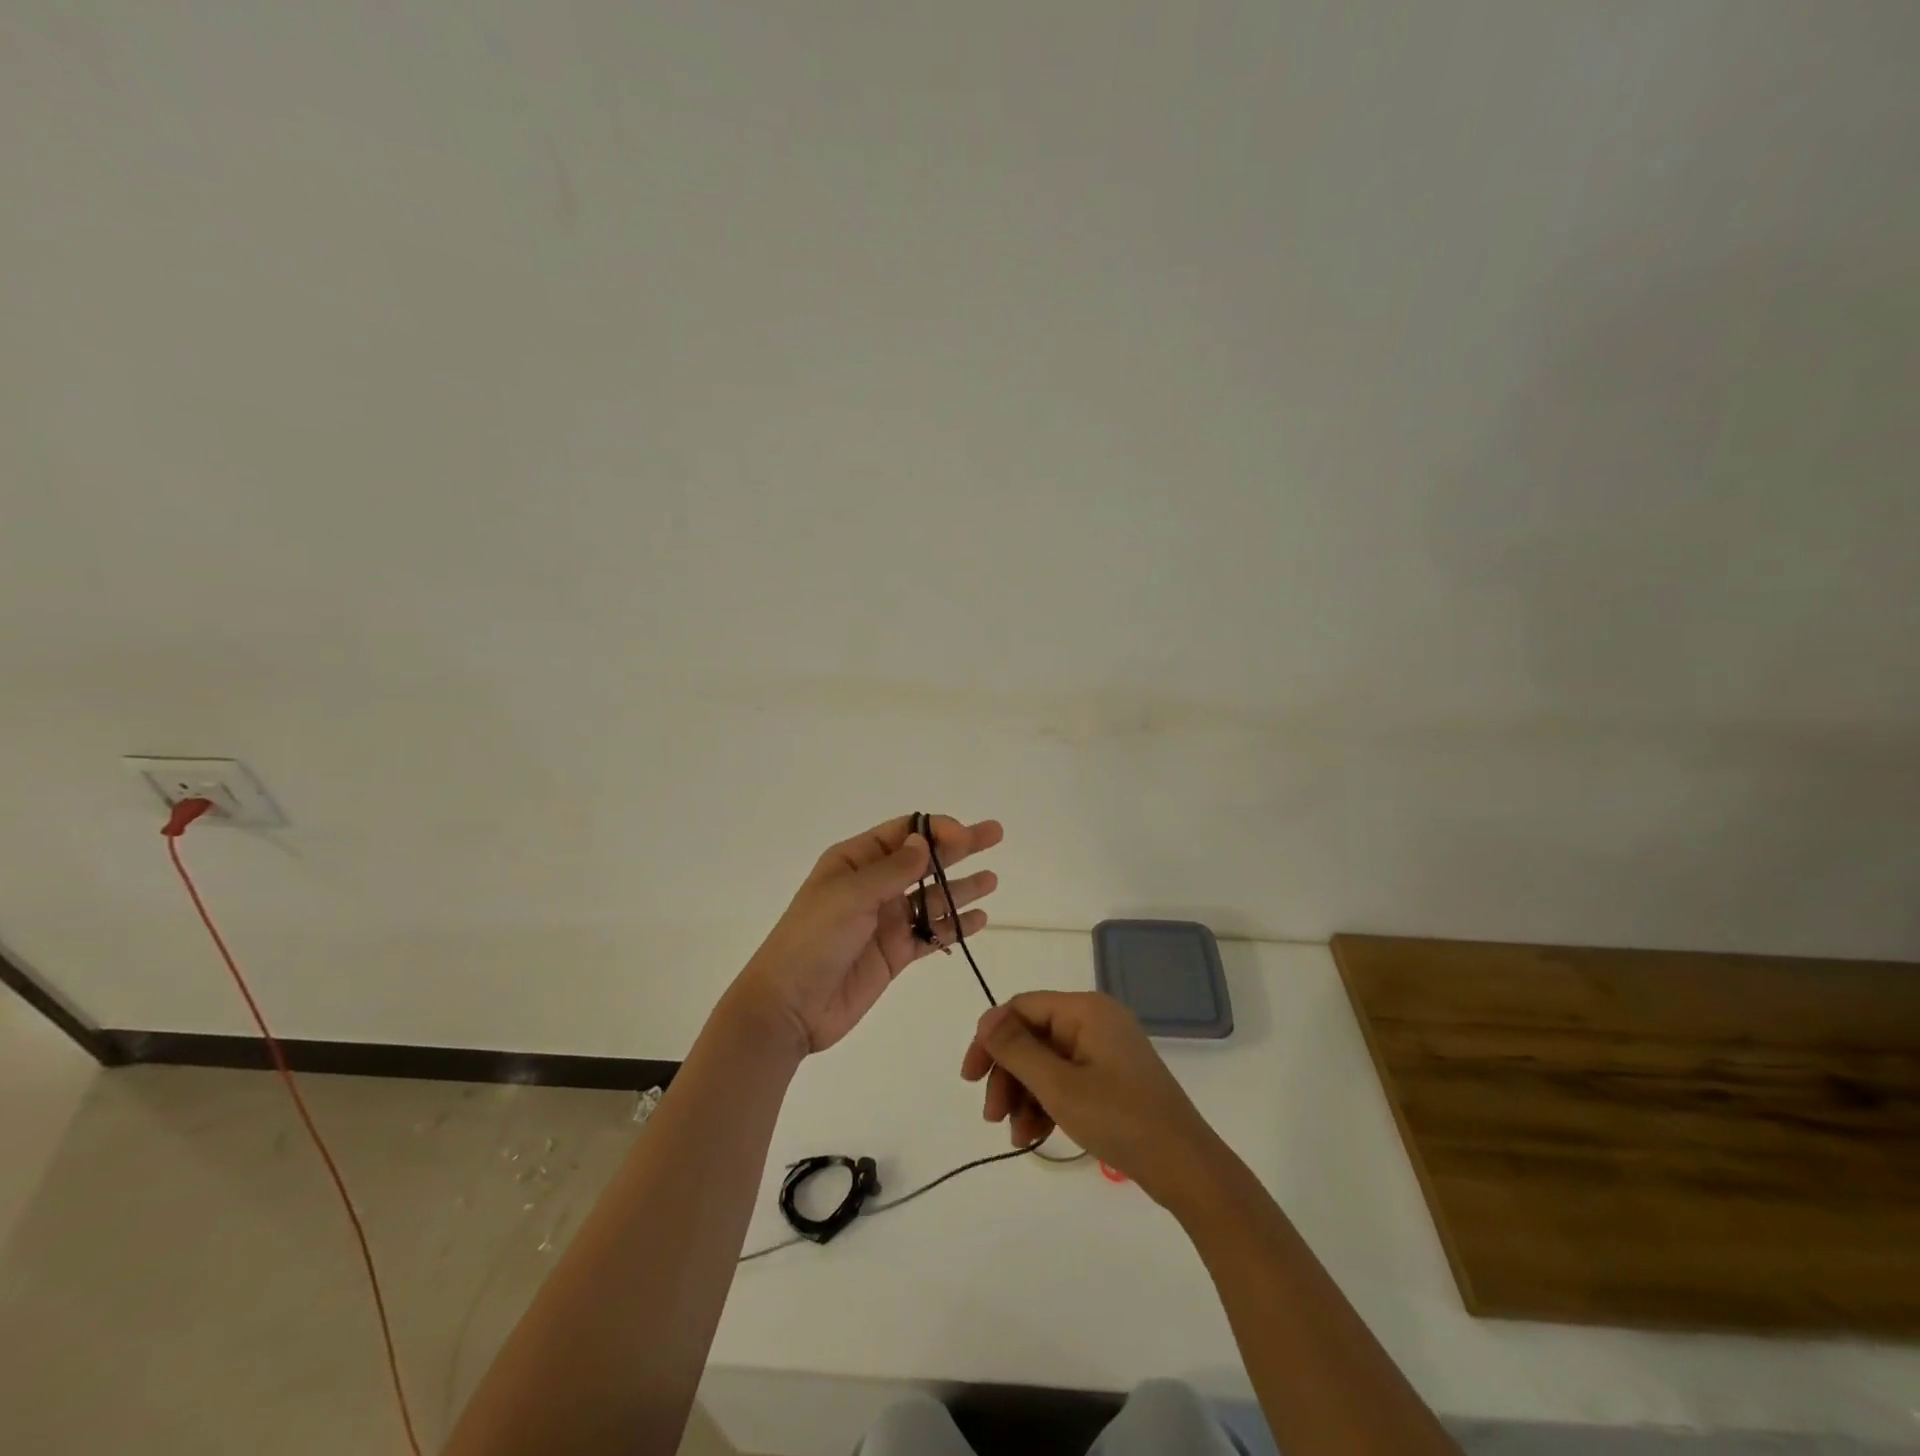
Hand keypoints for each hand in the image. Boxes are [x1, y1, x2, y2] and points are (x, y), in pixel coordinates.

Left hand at [731, 814, 1003, 1055]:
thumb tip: (925, 841)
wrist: (789, 1007)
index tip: (966, 835)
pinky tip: (980, 919)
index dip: (936, 829)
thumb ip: (893, 870)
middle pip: (924, 860)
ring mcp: (886, 920)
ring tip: (992, 880)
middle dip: (960, 848)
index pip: (902, 833)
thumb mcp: (850, 896)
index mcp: (854, 862)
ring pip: (933, 898)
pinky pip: (931, 934)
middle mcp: (873, 886)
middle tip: (995, 834)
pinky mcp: (895, 953)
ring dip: (962, 888)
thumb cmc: (813, 940)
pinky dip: (955, 927)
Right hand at [961, 991, 1220, 1207]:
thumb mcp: (1059, 1086)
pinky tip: (1034, 1137)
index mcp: (1086, 1010)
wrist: (1185, 1167)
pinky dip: (1047, 1104)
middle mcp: (1095, 1021)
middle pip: (1033, 1037)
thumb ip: (1017, 1050)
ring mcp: (1105, 1051)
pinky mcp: (1111, 1079)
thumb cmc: (1120, 1118)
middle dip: (1008, 1075)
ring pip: (1046, 1063)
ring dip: (1024, 1096)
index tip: (970, 1077)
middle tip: (991, 1116)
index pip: (1022, 1008)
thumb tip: (986, 1020)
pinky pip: (1066, 1080)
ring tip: (1016, 1136)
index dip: (991, 1038)